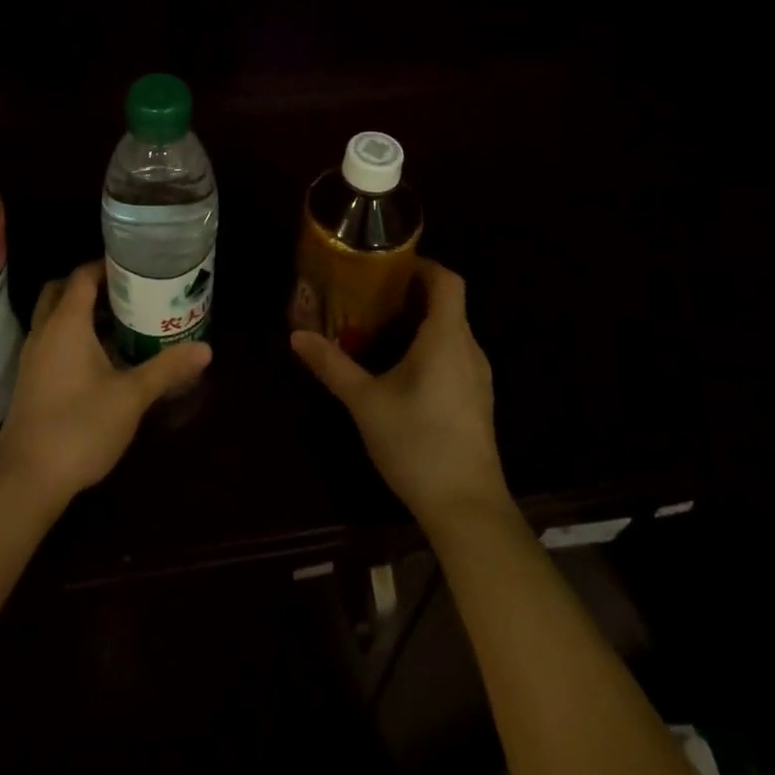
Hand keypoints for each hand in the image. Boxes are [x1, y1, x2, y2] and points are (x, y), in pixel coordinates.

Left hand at [0, 262, 210, 507]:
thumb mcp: (131, 397)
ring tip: (124, 321)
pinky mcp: (32, 381)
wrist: (25, 480)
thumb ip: (167, 368)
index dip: (107, 265)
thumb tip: (206, 349)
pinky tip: (104, 359)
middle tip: (128, 291)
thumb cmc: (79, 427)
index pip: (82, 276)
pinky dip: (75, 337)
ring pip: (56, 318)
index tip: (137, 267)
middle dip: (92, 286)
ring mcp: (34, 358)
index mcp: (66, 323)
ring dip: (83, 313)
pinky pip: (54, 342)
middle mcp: (45, 332)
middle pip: (63, 291)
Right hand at [290, 258, 510, 529]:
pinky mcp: (477, 401)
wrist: (468, 509)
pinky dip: (429, 348)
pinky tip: (401, 370)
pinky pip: (454, 356)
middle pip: (448, 304)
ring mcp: (478, 378)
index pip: (447, 280)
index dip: (422, 265)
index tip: (388, 266)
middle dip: (411, 294)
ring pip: (451, 332)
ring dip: (420, 323)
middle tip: (370, 296)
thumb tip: (297, 335)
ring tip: (380, 329)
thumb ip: (332, 365)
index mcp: (446, 337)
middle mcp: (468, 349)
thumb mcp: (365, 402)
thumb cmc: (417, 443)